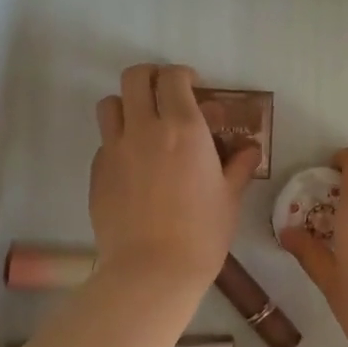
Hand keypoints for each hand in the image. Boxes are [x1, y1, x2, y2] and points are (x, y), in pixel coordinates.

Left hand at [90, 64, 259, 299]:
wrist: (152, 270)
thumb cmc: (202, 232)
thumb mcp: (230, 196)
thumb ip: (239, 165)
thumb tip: (249, 149)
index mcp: (184, 128)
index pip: (173, 78)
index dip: (183, 75)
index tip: (194, 87)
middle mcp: (145, 128)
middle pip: (135, 78)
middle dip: (151, 77)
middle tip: (165, 94)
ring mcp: (115, 149)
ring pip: (110, 104)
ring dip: (127, 105)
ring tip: (143, 125)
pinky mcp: (97, 172)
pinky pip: (105, 142)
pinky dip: (118, 141)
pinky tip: (134, 166)